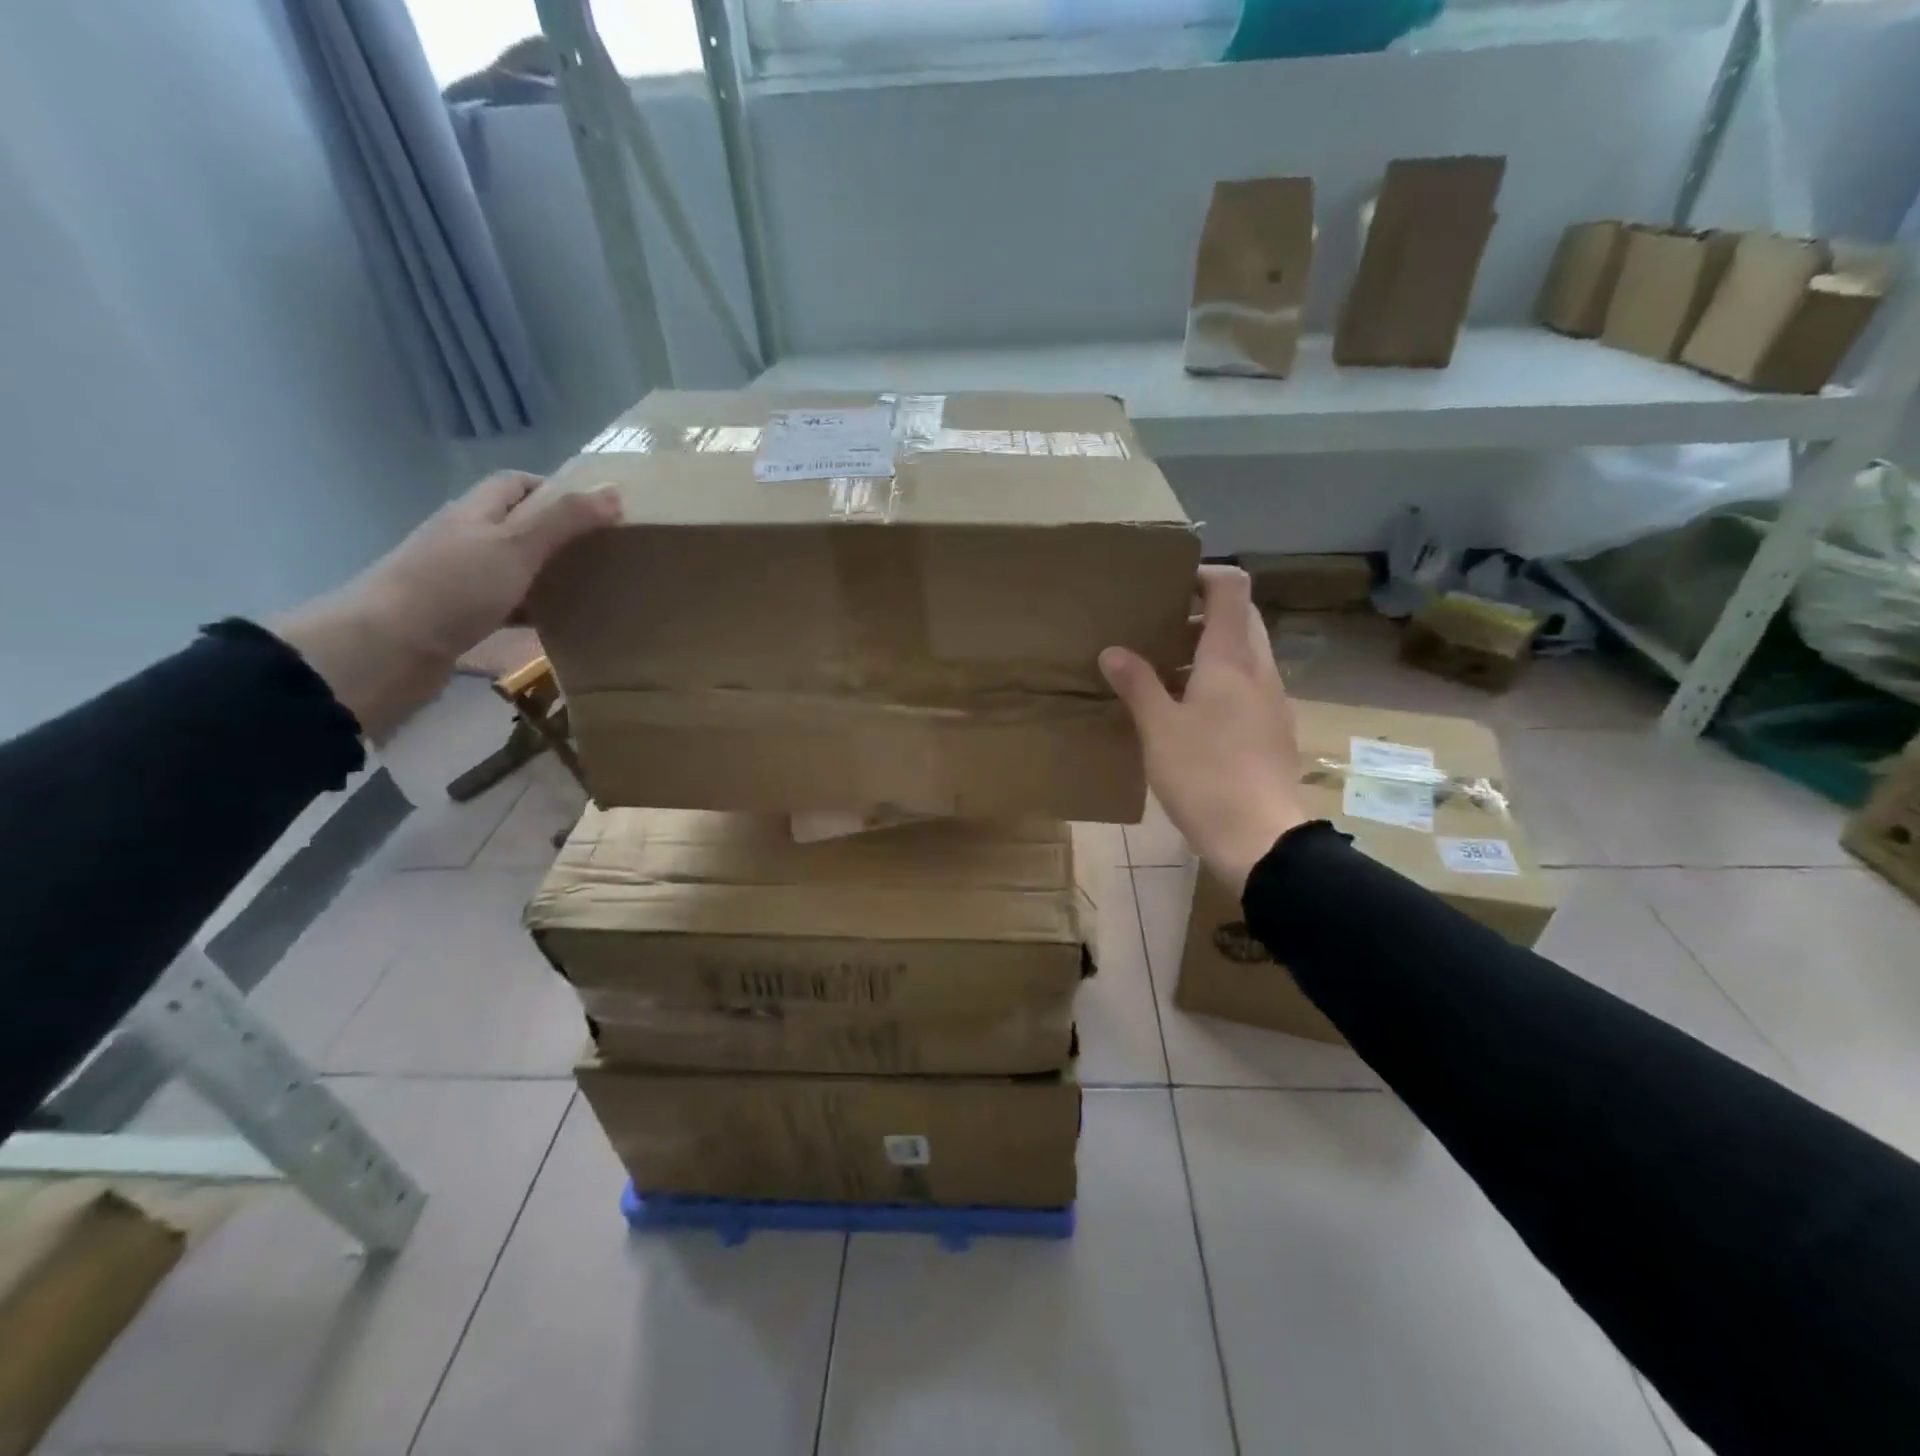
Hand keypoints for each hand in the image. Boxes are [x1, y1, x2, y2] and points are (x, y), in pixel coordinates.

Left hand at [274, 472, 619, 738]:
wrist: (387, 649)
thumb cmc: (453, 587)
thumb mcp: (516, 546)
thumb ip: (564, 520)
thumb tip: (614, 491)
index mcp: (475, 512)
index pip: (515, 483)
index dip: (556, 489)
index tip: (599, 511)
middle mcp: (465, 539)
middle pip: (518, 525)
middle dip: (560, 534)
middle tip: (604, 552)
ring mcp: (460, 580)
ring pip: (515, 568)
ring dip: (549, 575)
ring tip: (592, 589)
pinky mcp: (461, 618)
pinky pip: (508, 607)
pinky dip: (534, 612)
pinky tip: (559, 625)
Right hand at [1100, 565, 1305, 893]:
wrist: (1259, 837)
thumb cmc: (1204, 775)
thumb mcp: (1158, 728)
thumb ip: (1136, 684)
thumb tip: (1113, 651)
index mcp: (1231, 658)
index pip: (1231, 587)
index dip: (1202, 575)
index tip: (1167, 587)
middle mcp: (1259, 669)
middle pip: (1239, 617)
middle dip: (1200, 615)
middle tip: (1157, 631)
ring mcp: (1272, 699)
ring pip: (1244, 653)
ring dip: (1207, 651)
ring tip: (1163, 672)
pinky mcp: (1273, 728)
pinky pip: (1247, 685)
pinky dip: (1219, 681)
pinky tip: (1188, 713)